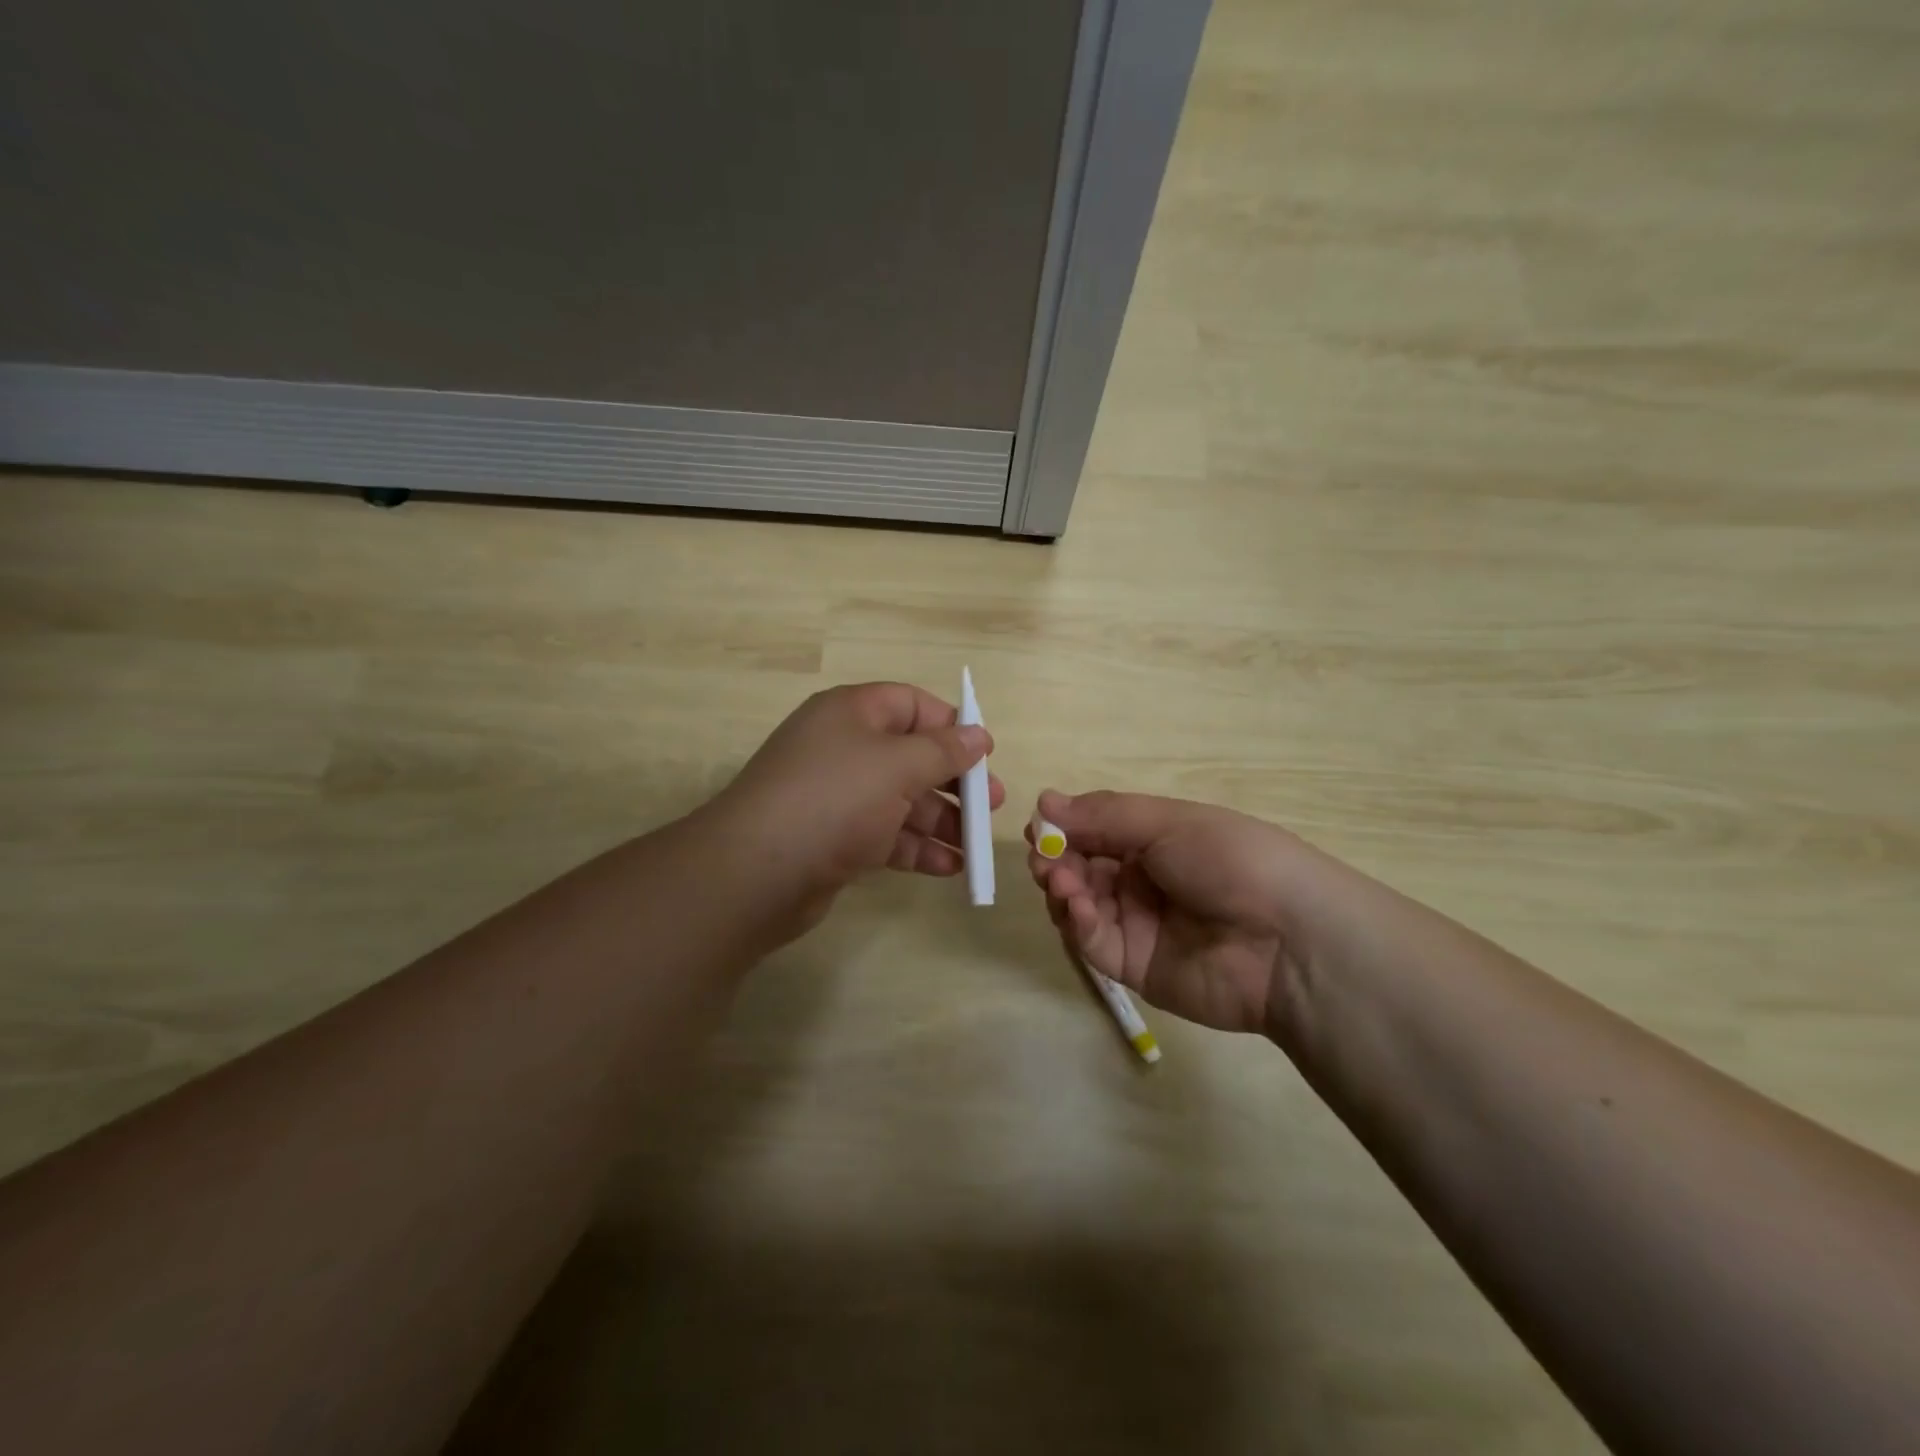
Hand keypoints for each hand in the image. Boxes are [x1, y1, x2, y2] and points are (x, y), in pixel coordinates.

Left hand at [707, 682, 1004, 941]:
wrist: (756, 872)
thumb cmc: (834, 799)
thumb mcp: (897, 766)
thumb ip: (943, 750)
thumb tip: (978, 735)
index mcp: (851, 713)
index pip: (911, 705)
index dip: (951, 725)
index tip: (986, 753)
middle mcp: (843, 748)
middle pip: (910, 756)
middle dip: (954, 781)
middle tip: (992, 805)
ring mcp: (836, 796)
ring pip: (901, 800)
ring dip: (941, 821)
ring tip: (976, 845)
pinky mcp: (834, 839)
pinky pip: (886, 835)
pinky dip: (917, 849)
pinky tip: (950, 868)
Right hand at [1027, 789, 1308, 1034]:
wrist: (1288, 940)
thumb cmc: (1230, 860)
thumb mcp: (1168, 823)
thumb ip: (1102, 815)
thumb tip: (1043, 800)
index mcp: (1154, 840)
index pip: (1093, 831)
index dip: (1063, 829)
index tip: (1038, 827)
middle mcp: (1141, 880)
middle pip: (1079, 869)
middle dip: (1055, 860)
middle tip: (1044, 860)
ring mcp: (1136, 924)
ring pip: (1078, 905)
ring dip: (1062, 889)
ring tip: (1060, 881)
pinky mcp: (1134, 966)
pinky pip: (1093, 942)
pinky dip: (1078, 923)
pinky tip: (1079, 907)